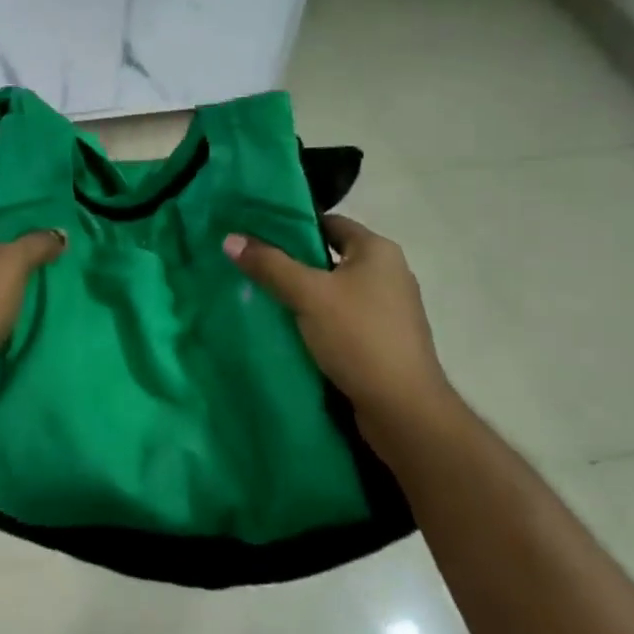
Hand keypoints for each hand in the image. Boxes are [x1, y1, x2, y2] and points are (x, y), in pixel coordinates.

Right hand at [224, 215, 454, 440]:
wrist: (403, 410)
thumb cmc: (359, 338)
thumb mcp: (308, 295)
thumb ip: (269, 265)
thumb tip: (230, 238)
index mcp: (378, 251)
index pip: (329, 223)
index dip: (292, 224)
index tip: (256, 232)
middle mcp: (388, 273)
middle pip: (329, 256)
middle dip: (291, 262)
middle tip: (251, 264)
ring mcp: (388, 309)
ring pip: (333, 290)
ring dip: (302, 293)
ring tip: (261, 295)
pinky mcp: (382, 339)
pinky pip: (341, 317)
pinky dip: (316, 318)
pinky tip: (288, 328)